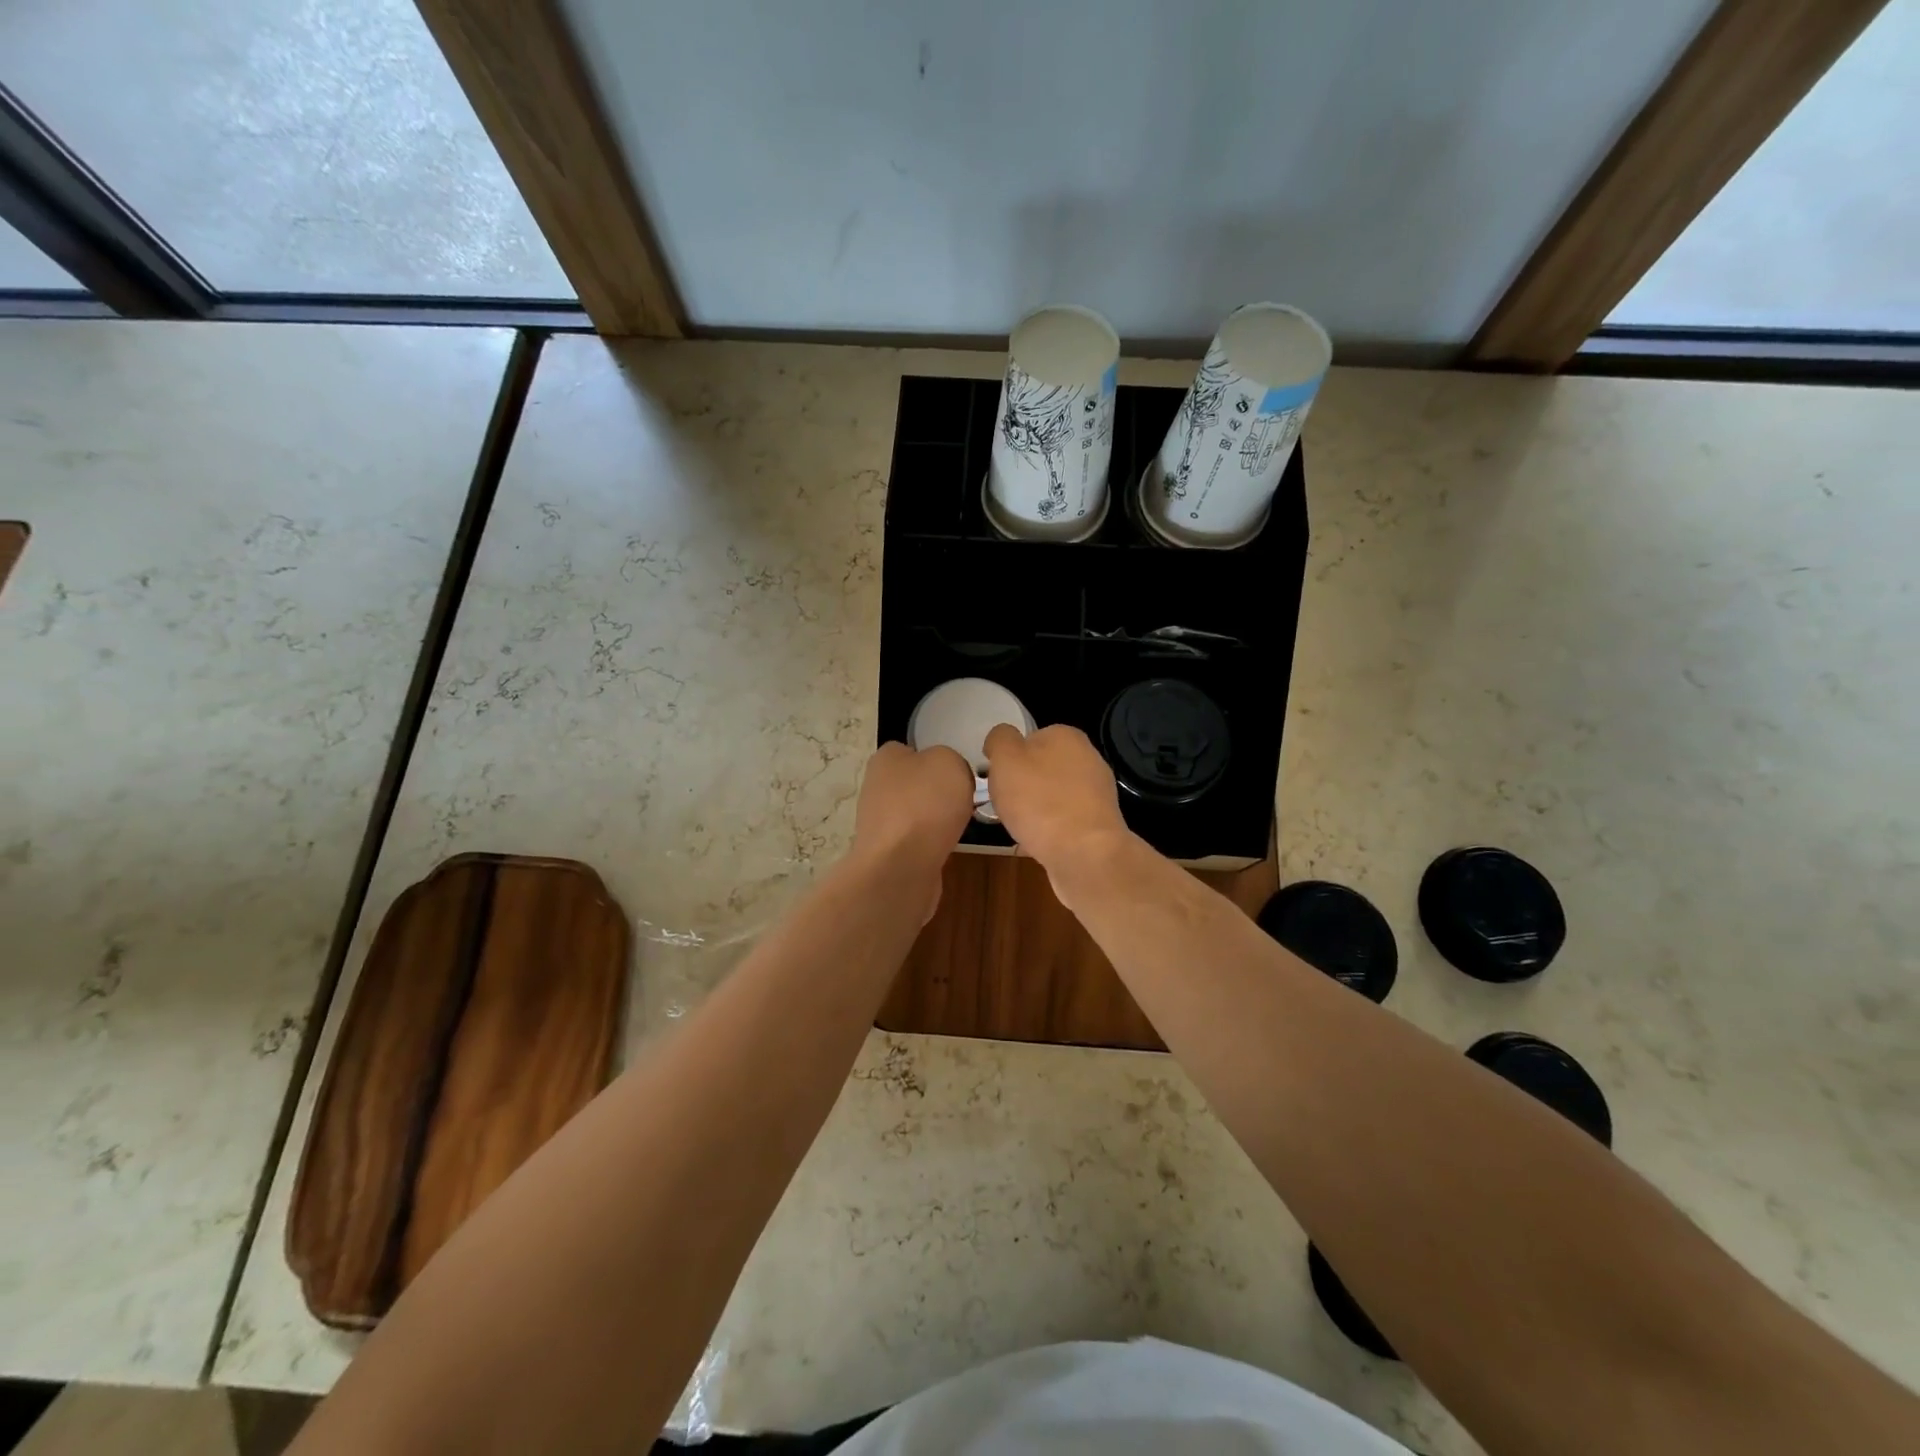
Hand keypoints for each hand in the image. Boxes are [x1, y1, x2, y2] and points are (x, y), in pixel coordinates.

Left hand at [847, 741, 974, 919]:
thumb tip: (946, 774)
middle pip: (915, 782)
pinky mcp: (887, 851)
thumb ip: (949, 759)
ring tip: (959, 825)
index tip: (957, 772)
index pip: (910, 749)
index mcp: (885, 758)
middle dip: (937, 791)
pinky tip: (945, 847)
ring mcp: (879, 822)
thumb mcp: (949, 761)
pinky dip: (931, 843)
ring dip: (936, 819)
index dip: (935, 758)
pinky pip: (916, 840)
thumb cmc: (925, 804)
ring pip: (916, 813)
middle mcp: (876, 786)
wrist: (901, 866)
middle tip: (963, 798)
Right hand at [983, 724, 1132, 887]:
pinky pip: (1063, 821)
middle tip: (1004, 804)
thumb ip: (1000, 739)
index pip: (1030, 738)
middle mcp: (1088, 758)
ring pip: (1052, 796)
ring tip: (1017, 827)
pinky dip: (1048, 830)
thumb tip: (1001, 737)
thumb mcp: (1005, 759)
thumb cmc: (1039, 801)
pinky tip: (1035, 844)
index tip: (997, 779)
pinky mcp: (1098, 824)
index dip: (1009, 758)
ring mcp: (1097, 793)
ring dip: (1034, 809)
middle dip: (1022, 786)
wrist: (1084, 854)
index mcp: (1066, 736)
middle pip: (1042, 768)